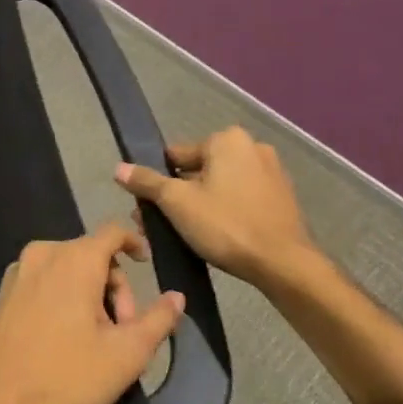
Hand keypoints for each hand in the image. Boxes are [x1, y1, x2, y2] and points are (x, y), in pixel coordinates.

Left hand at [0, 224, 183, 403]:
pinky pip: (44, 283)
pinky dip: (63, 300)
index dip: (135, 242)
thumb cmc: (65, 378)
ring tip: (97, 342)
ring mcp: (17, 273)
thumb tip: (177, 296)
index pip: (112, 231)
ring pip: (67, 270)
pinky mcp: (2, 294)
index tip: (147, 265)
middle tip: (124, 333)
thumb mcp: (125, 355)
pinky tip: (66, 341)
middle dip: (115, 288)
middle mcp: (42, 254)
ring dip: (90, 296)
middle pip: (92, 255)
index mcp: (73, 259)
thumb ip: (157, 320)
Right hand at [115, 126, 322, 288]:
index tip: (151, 207)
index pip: (177, 155)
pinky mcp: (282, 197)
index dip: (159, 181)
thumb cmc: (226, 225)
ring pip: (220, 185)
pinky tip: (217, 235)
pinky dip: (225, 210)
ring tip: (186, 234)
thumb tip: (119, 168)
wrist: (284, 264)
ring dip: (200, 204)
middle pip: (199, 170)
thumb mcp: (177, 202)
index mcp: (227, 140)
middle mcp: (252, 147)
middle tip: (162, 224)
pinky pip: (241, 197)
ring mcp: (271, 172)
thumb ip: (146, 182)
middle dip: (179, 195)